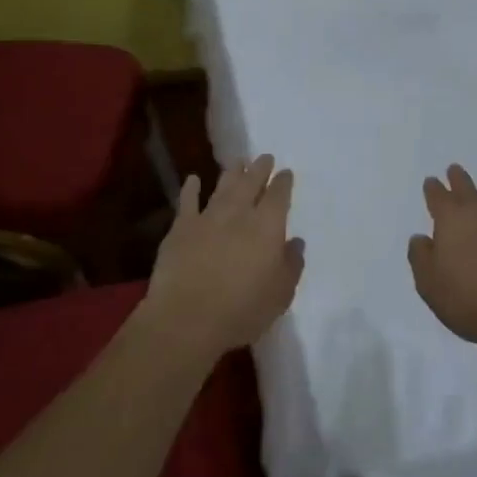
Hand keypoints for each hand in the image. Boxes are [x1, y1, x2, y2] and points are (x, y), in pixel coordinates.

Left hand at [144, 154, 304, 357]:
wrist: (187, 319)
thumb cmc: (242, 311)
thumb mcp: (281, 294)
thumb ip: (291, 265)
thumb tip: (296, 242)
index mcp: (268, 227)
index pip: (279, 195)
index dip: (283, 182)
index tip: (286, 173)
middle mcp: (239, 214)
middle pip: (251, 182)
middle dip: (259, 168)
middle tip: (264, 157)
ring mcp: (207, 218)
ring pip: (223, 187)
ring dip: (231, 172)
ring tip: (237, 161)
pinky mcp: (181, 229)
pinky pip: (187, 201)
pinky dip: (191, 188)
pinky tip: (193, 179)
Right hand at [407, 165, 476, 347]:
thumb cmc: (467, 299)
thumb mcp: (429, 284)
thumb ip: (421, 258)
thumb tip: (421, 238)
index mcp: (451, 222)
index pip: (439, 198)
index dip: (433, 189)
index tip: (432, 181)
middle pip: (468, 191)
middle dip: (459, 179)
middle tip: (455, 169)